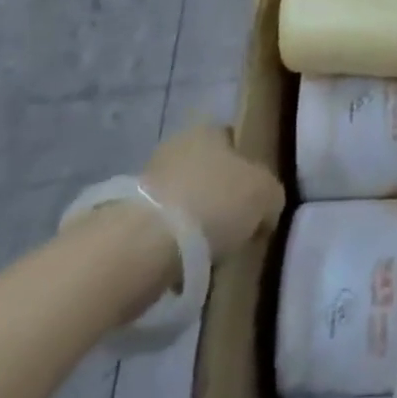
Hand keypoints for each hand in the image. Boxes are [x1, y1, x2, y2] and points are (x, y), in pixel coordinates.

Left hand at [142, 124, 284, 257]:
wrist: (142, 245)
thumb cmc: (213, 202)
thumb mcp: (266, 194)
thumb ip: (271, 196)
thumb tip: (265, 210)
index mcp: (209, 129)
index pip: (235, 143)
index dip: (249, 170)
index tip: (256, 201)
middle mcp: (176, 146)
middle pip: (209, 173)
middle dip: (220, 198)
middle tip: (235, 230)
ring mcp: (147, 182)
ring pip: (184, 202)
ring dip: (194, 225)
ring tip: (208, 257)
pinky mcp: (125, 219)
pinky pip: (161, 231)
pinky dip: (171, 248)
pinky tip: (182, 268)